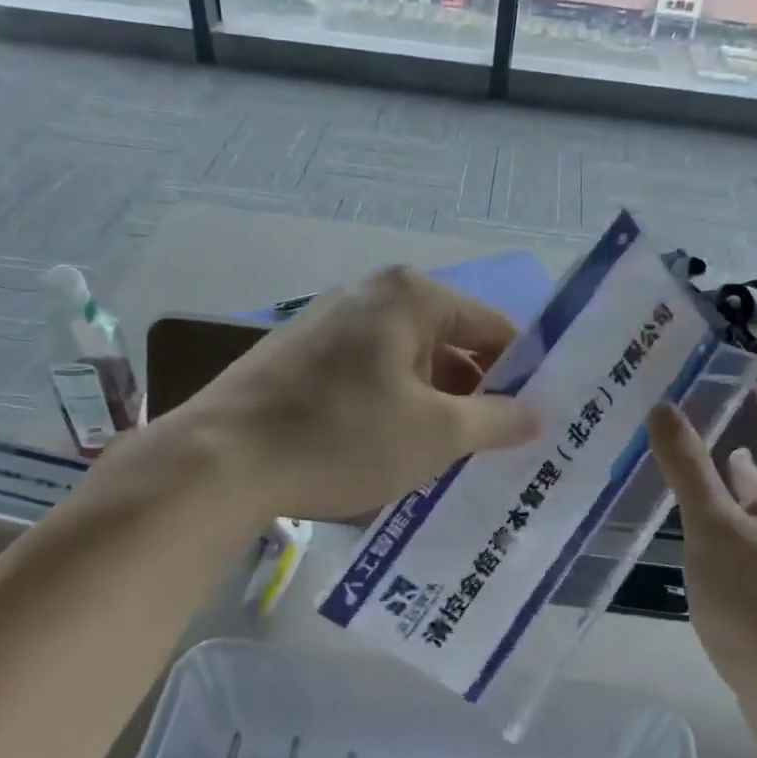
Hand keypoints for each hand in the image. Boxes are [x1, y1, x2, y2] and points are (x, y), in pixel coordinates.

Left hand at [170, 267, 537, 522]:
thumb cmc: (343, 435)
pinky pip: (368, 376)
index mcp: (410, 296)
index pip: (492, 328)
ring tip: (448, 459)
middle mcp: (370, 296)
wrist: (220, 461)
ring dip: (432, 407)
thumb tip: (536, 414)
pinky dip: (390, 407)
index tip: (534, 420)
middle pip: (448, 344)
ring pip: (407, 364)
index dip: (521, 374)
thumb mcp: (435, 434)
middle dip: (474, 396)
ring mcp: (329, 323)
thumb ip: (497, 420)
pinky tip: (390, 452)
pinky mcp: (300, 355)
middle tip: (496, 448)